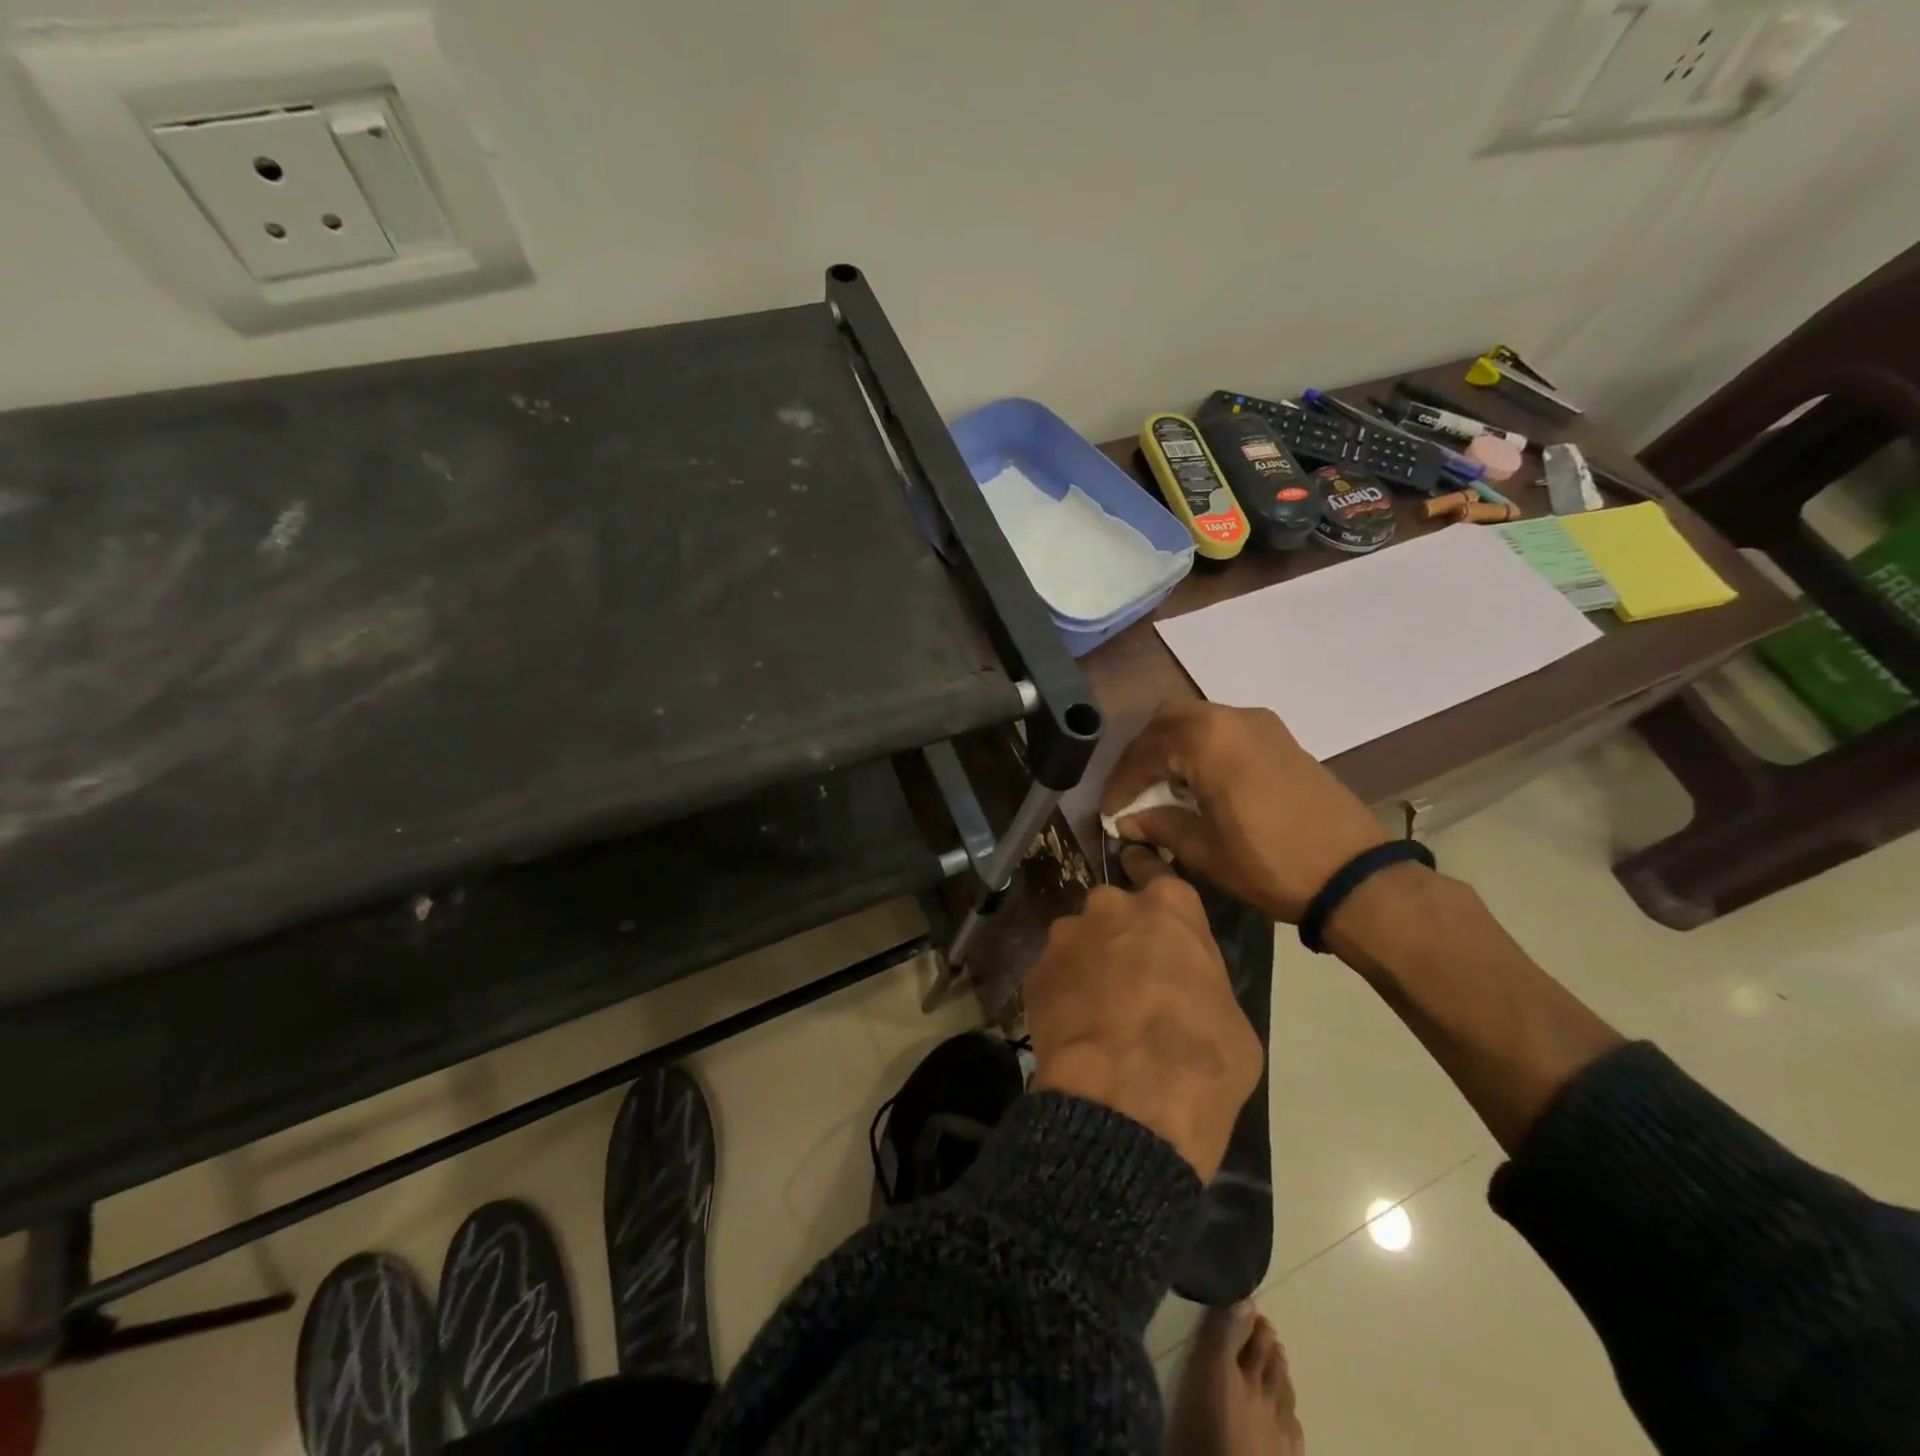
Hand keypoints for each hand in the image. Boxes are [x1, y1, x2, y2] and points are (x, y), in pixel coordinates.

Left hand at [1025, 850, 1261, 1181]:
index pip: (1157, 874)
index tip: (1151, 909)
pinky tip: (1074, 1029)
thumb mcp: (1233, 1019)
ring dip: (1088, 963)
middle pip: (1114, 909)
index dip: (1154, 891)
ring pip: (1079, 940)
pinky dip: (1062, 994)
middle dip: (1120, 934)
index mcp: (1169, 907)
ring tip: (1098, 1010)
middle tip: (1131, 977)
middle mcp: (1111, 907)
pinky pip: (1053, 975)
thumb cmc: (1201, 1060)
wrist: (1126, 1103)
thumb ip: (1201, 982)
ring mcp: (1066, 937)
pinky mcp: (1034, 973)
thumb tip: (1186, 990)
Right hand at [1101, 702, 1387, 923]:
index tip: (1109, 811)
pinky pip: (1226, 732)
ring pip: (1199, 722)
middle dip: (1144, 754)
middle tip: (1132, 790)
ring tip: (1161, 789)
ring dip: (1173, 749)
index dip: (1121, 782)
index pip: (1146, 751)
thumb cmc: (1270, 863)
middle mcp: (1233, 717)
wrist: (1355, 875)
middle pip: (1170, 721)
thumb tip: (1128, 820)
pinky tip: (1198, 785)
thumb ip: (1160, 825)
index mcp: (1208, 739)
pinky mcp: (1282, 739)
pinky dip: (1202, 750)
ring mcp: (1262, 725)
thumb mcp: (1205, 850)